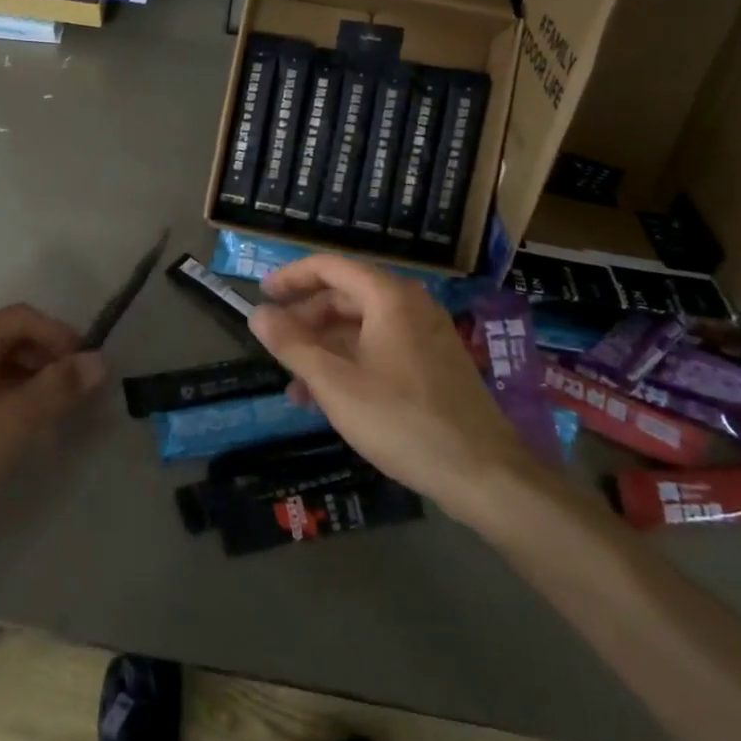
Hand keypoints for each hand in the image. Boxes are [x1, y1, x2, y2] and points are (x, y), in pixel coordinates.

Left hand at [0, 305, 106, 548]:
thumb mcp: (18, 417)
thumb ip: (61, 386)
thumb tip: (100, 361)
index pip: (28, 318)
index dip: (63, 338)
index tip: (87, 369)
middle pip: (12, 337)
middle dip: (48, 360)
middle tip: (72, 394)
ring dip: (29, 380)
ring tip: (50, 415)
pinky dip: (5, 395)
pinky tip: (14, 428)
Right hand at [247, 255, 527, 513]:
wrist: (484, 473)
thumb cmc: (402, 420)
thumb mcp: (335, 384)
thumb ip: (292, 345)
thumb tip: (257, 314)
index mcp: (388, 298)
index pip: (329, 267)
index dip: (290, 277)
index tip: (261, 295)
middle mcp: (409, 306)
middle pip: (344, 296)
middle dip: (305, 320)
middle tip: (275, 345)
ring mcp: (426, 335)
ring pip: (361, 327)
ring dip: (324, 349)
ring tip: (295, 385)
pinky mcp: (434, 364)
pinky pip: (381, 348)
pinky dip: (350, 363)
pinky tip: (330, 399)